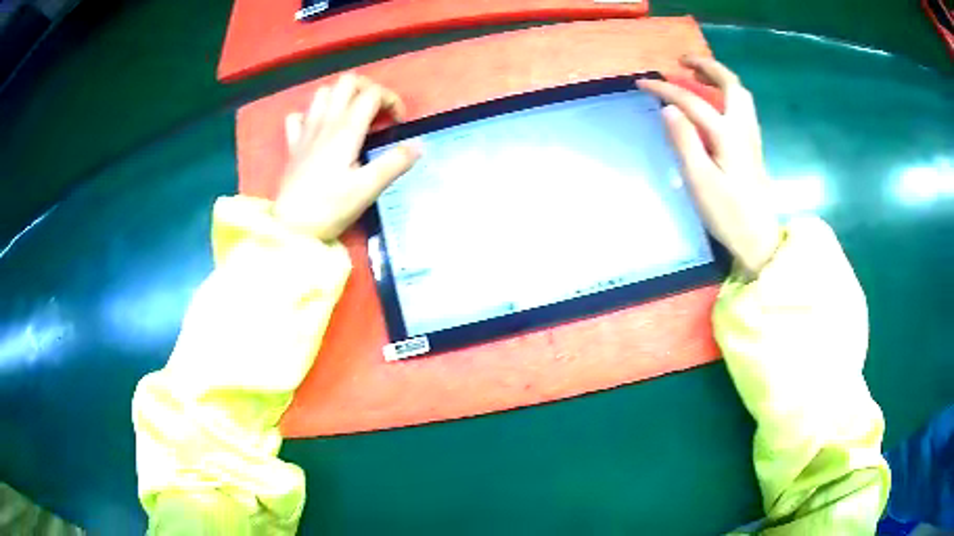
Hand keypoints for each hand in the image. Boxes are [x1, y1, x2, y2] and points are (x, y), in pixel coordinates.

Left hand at [274, 73, 420, 240]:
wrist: (290, 227)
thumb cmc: (329, 208)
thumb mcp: (368, 188)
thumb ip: (395, 163)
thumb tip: (419, 144)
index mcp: (346, 129)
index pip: (372, 93)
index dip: (391, 100)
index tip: (398, 124)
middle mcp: (325, 122)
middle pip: (347, 81)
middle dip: (368, 88)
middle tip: (377, 112)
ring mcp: (306, 131)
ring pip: (323, 92)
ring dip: (341, 96)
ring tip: (353, 116)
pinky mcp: (293, 144)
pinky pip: (299, 115)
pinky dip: (312, 114)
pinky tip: (321, 129)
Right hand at [638, 56, 780, 276]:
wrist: (759, 239)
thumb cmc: (728, 214)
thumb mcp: (700, 181)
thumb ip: (684, 141)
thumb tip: (668, 109)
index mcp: (727, 135)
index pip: (692, 101)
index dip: (665, 89)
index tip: (642, 82)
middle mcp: (742, 128)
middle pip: (730, 84)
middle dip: (706, 66)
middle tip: (682, 62)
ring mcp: (751, 137)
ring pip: (740, 94)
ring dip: (719, 78)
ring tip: (698, 76)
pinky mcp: (752, 148)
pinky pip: (742, 107)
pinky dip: (727, 93)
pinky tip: (716, 103)